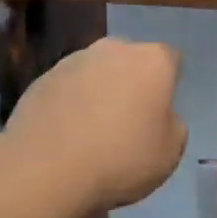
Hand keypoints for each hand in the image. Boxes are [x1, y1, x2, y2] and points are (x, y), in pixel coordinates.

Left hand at [4, 38, 187, 208]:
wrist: (46, 169)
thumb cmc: (120, 158)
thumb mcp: (170, 153)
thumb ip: (173, 125)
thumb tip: (162, 116)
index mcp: (153, 60)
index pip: (171, 60)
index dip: (169, 86)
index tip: (161, 113)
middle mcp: (115, 49)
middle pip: (132, 61)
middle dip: (132, 83)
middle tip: (128, 121)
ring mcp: (75, 60)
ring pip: (97, 72)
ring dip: (99, 91)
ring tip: (92, 132)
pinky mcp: (42, 77)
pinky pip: (68, 88)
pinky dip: (70, 104)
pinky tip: (66, 135)